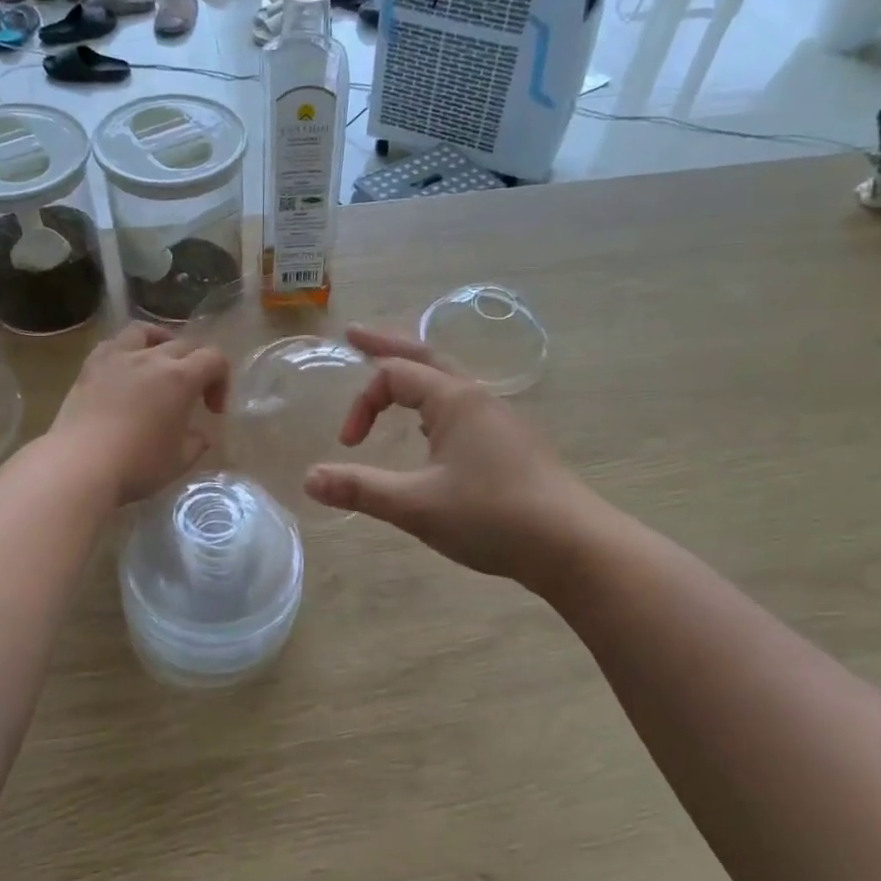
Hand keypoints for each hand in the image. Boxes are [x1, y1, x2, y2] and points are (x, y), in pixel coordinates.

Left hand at [51, 322, 229, 506]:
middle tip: (190, 396)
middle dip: (195, 366)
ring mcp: (117, 358)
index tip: (212, 411)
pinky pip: (113, 344)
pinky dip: (126, 350)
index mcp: (180, 378)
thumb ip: (197, 442)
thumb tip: (200, 434)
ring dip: (160, 343)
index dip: (221, 381)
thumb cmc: (137, 466)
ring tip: (159, 364)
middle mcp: (151, 358)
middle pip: (183, 345)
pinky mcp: (90, 367)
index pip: (214, 359)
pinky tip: (124, 370)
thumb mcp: (180, 461)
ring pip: (145, 332)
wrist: (79, 466)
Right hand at [304, 326, 577, 583]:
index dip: (362, 405)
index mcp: (455, 400)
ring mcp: (500, 419)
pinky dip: (434, 401)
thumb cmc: (492, 516)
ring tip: (390, 378)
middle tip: (355, 334)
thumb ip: (360, 489)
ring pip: (448, 381)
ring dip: (414, 373)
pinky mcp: (511, 444)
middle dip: (387, 346)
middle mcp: (478, 398)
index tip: (349, 446)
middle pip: (426, 356)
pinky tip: (431, 429)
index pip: (393, 376)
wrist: (572, 545)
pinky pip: (462, 406)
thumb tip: (308, 479)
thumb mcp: (416, 505)